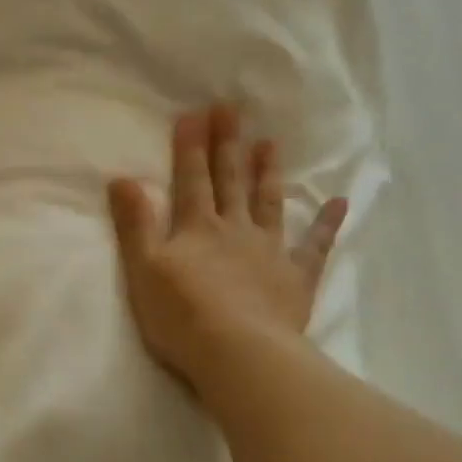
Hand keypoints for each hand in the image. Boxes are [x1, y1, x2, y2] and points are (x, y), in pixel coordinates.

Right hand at [109, 104, 346, 392]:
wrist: (238, 352)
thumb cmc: (181, 315)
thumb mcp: (143, 269)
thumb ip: (135, 224)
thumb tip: (122, 178)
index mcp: (197, 228)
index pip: (191, 179)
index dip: (191, 147)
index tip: (195, 112)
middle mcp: (234, 229)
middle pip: (230, 181)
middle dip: (228, 145)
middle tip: (232, 109)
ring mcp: (269, 251)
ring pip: (268, 203)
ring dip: (267, 172)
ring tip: (270, 143)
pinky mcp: (296, 278)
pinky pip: (314, 246)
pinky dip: (326, 224)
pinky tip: (339, 202)